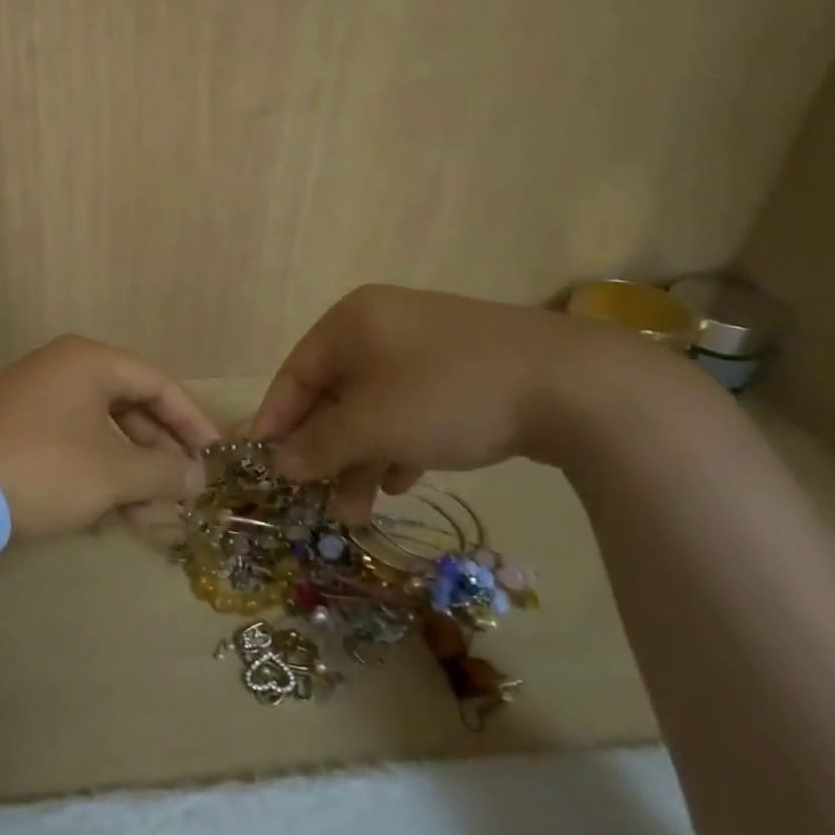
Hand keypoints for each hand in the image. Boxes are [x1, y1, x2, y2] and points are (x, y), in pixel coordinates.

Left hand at [0, 335, 220, 539]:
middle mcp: (59, 369)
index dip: (193, 421)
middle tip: (181, 491)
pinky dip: (93, 473)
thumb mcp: (114, 473)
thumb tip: (197, 477)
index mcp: (88, 361)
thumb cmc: (45, 468)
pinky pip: (69, 444)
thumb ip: (163, 472)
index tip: (214, 457)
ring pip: (98, 431)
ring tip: (146, 513)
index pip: (158, 383)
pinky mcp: (11, 430)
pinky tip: (105, 514)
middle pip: (128, 407)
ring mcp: (31, 398)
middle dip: (158, 454)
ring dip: (127, 471)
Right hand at [249, 285, 667, 511]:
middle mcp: (382, 326)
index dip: (274, 422)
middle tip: (317, 501)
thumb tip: (278, 462)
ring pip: (374, 408)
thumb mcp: (371, 425)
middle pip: (334, 395)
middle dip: (324, 453)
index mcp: (351, 323)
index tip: (260, 465)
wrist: (574, 385)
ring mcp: (426, 346)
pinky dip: (399, 444)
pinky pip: (411, 408)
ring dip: (361, 458)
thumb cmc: (446, 394)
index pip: (294, 375)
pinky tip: (405, 479)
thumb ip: (318, 445)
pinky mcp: (462, 369)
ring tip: (359, 511)